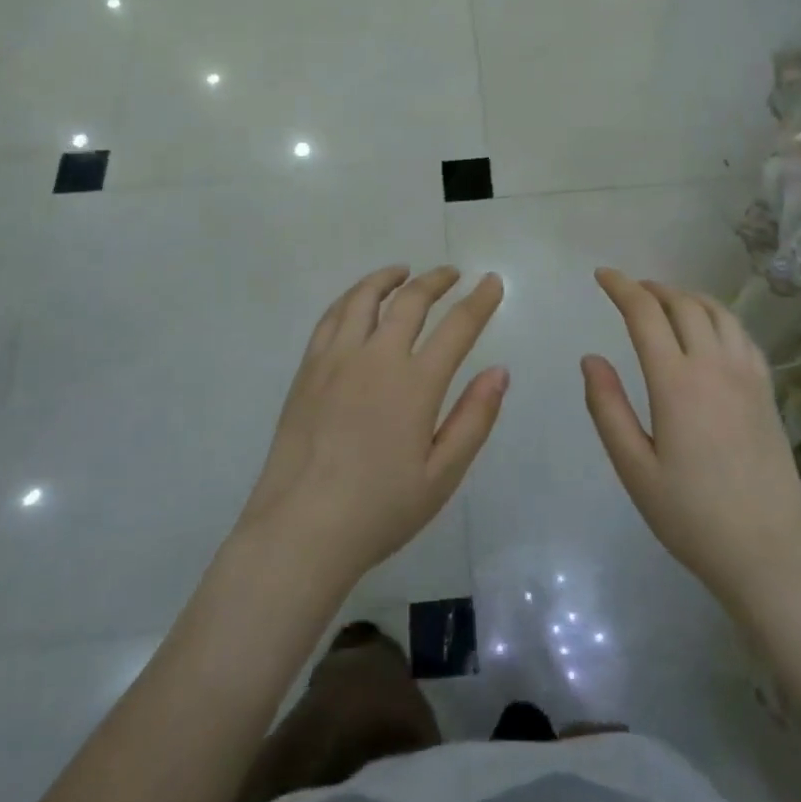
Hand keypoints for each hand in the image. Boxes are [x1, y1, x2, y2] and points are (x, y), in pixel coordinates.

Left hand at [237, 266, 506, 589]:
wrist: (301, 529)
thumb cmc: (379, 509)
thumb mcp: (442, 476)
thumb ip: (474, 419)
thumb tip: (499, 371)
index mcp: (415, 384)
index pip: (458, 327)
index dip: (479, 301)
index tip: (492, 281)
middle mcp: (376, 357)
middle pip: (411, 300)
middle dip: (436, 280)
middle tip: (452, 274)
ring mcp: (336, 359)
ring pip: (364, 298)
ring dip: (388, 278)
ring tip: (403, 272)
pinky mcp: (308, 369)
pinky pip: (331, 317)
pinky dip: (351, 298)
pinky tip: (358, 301)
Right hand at [582, 268, 800, 606]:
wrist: (770, 552)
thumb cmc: (692, 516)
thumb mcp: (635, 469)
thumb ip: (608, 408)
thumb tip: (591, 358)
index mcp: (677, 383)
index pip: (646, 314)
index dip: (622, 287)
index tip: (602, 275)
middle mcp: (715, 366)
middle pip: (683, 304)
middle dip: (653, 288)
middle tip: (630, 290)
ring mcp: (748, 376)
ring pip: (718, 312)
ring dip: (687, 297)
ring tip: (665, 302)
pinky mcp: (767, 391)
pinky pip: (742, 334)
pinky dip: (718, 316)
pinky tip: (709, 330)